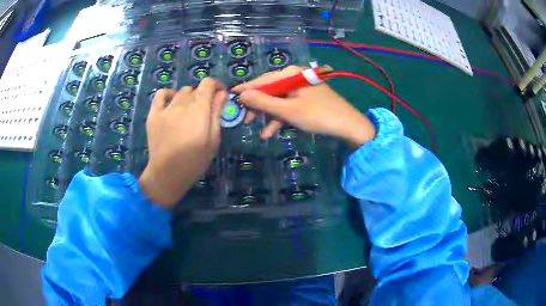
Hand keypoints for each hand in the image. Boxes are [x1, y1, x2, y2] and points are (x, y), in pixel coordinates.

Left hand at [139, 78, 226, 208]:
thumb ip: (217, 113)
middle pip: (195, 89)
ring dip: (188, 98)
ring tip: (188, 112)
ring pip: (180, 92)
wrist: (167, 174)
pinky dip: (168, 94)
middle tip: (204, 112)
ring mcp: (166, 108)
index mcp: (199, 109)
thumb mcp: (213, 139)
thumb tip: (222, 94)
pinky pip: (160, 94)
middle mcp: (182, 104)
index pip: (208, 84)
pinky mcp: (153, 114)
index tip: (220, 95)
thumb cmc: (195, 160)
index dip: (216, 85)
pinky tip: (171, 103)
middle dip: (203, 96)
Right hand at [232, 66, 375, 145]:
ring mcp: (300, 88)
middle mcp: (294, 77)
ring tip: (257, 130)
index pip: (262, 80)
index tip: (230, 96)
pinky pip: (287, 105)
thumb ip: (263, 102)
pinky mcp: (306, 99)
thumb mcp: (287, 110)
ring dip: (268, 115)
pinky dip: (279, 118)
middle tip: (245, 119)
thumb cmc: (317, 115)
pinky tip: (270, 132)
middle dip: (257, 106)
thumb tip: (242, 95)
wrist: (348, 125)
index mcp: (290, 74)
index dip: (246, 89)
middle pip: (269, 90)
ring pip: (277, 100)